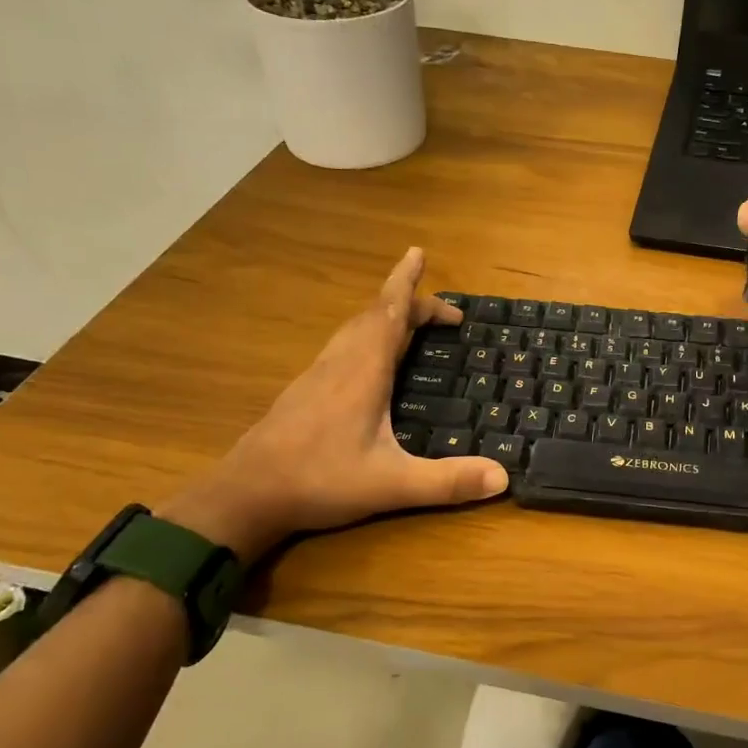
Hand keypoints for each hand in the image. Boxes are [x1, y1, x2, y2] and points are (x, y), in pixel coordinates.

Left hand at [160, 248, 506, 557]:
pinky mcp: (304, 391)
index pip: (388, 313)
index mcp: (362, 371)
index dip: (406, 282)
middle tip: (446, 315)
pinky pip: (343, 346)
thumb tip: (503, 477)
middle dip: (410, 303)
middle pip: (374, 315)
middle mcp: (339, 363)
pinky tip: (371, 363)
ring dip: (386, 318)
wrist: (245, 495)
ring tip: (412, 326)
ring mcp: (317, 375)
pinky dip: (368, 337)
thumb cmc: (319, 481)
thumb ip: (447, 482)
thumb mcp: (391, 485)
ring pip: (354, 329)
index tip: (419, 252)